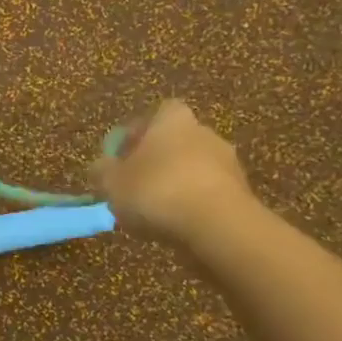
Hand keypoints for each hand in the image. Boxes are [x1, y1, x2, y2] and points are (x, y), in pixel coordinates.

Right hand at [90, 100, 253, 249]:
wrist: (218, 227)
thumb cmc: (157, 191)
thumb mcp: (112, 183)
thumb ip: (102, 171)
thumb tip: (100, 166)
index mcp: (173, 120)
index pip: (156, 114)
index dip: (138, 133)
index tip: (122, 156)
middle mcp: (204, 132)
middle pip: (176, 141)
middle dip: (157, 160)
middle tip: (136, 185)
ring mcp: (228, 163)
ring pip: (194, 168)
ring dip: (177, 184)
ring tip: (155, 212)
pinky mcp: (242, 194)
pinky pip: (209, 193)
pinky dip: (194, 205)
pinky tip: (178, 225)